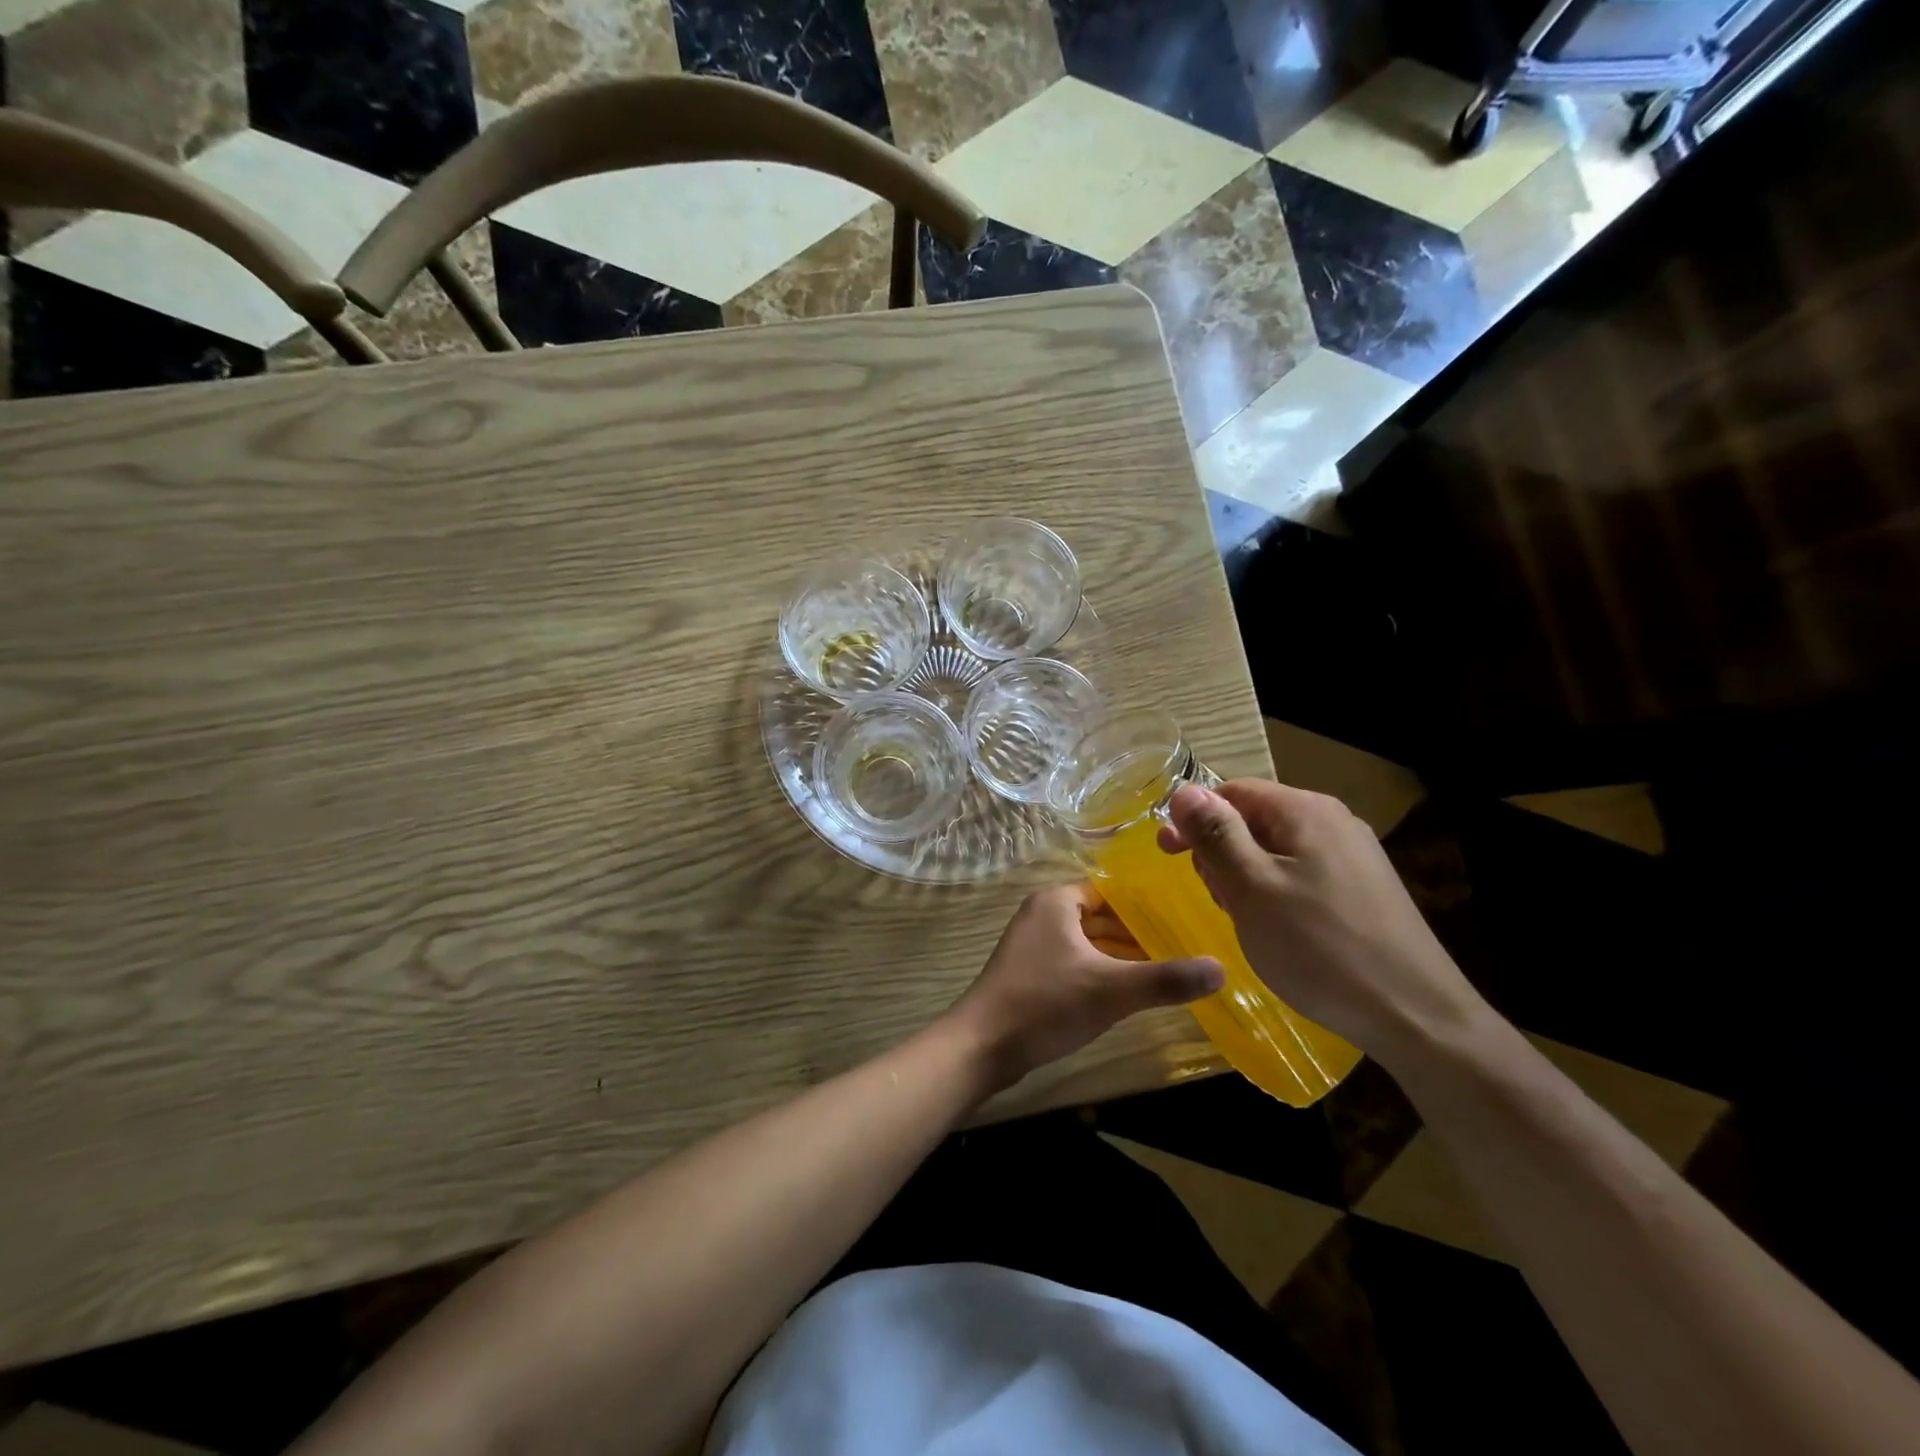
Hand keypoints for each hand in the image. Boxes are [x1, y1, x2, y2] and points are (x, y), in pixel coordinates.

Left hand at [947, 884, 1224, 1090]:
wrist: (982, 1045)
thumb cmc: (1045, 1003)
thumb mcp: (1111, 989)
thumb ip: (1165, 978)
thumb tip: (1221, 968)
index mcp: (1057, 901)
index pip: (1111, 889)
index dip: (1147, 901)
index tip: (1185, 914)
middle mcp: (1043, 914)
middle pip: (1101, 915)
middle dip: (1138, 930)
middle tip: (1184, 943)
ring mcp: (1033, 945)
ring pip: (1088, 941)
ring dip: (1121, 954)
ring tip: (1166, 967)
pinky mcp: (1030, 973)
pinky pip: (1075, 961)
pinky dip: (1101, 970)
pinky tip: (1128, 992)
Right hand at [1158, 780, 1487, 1066]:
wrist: (1416, 1016)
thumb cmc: (1320, 948)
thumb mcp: (1252, 889)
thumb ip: (1216, 835)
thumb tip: (1184, 790)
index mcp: (1305, 811)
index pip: (1232, 791)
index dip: (1194, 819)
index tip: (1167, 855)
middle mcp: (1333, 822)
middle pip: (1254, 819)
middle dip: (1221, 852)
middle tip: (1216, 898)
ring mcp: (1354, 857)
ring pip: (1276, 850)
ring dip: (1246, 877)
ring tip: (1245, 919)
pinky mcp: (1363, 890)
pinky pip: (1301, 875)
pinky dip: (1275, 893)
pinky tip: (1278, 931)